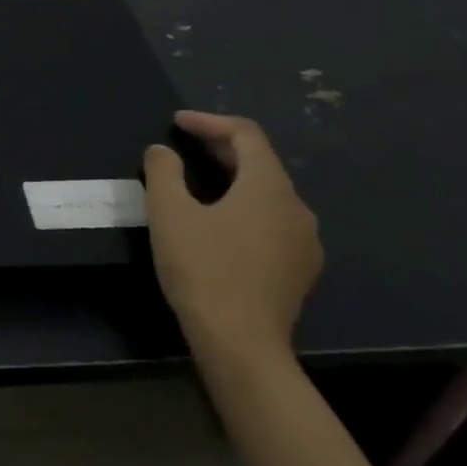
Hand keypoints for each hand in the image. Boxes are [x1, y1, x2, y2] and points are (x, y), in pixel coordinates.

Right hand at [143, 112, 321, 362]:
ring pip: (268, 194)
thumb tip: (162, 151)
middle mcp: (297, 208)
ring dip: (234, 180)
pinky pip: (272, 222)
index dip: (209, 121)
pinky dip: (245, 208)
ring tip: (199, 182)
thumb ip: (164, 172)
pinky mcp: (299, 270)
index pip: (246, 135)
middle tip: (184, 145)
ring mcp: (304, 242)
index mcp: (269, 187)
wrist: (241, 344)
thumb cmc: (203, 269)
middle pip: (261, 163)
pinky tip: (220, 224)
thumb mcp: (169, 213)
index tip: (177, 122)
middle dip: (221, 148)